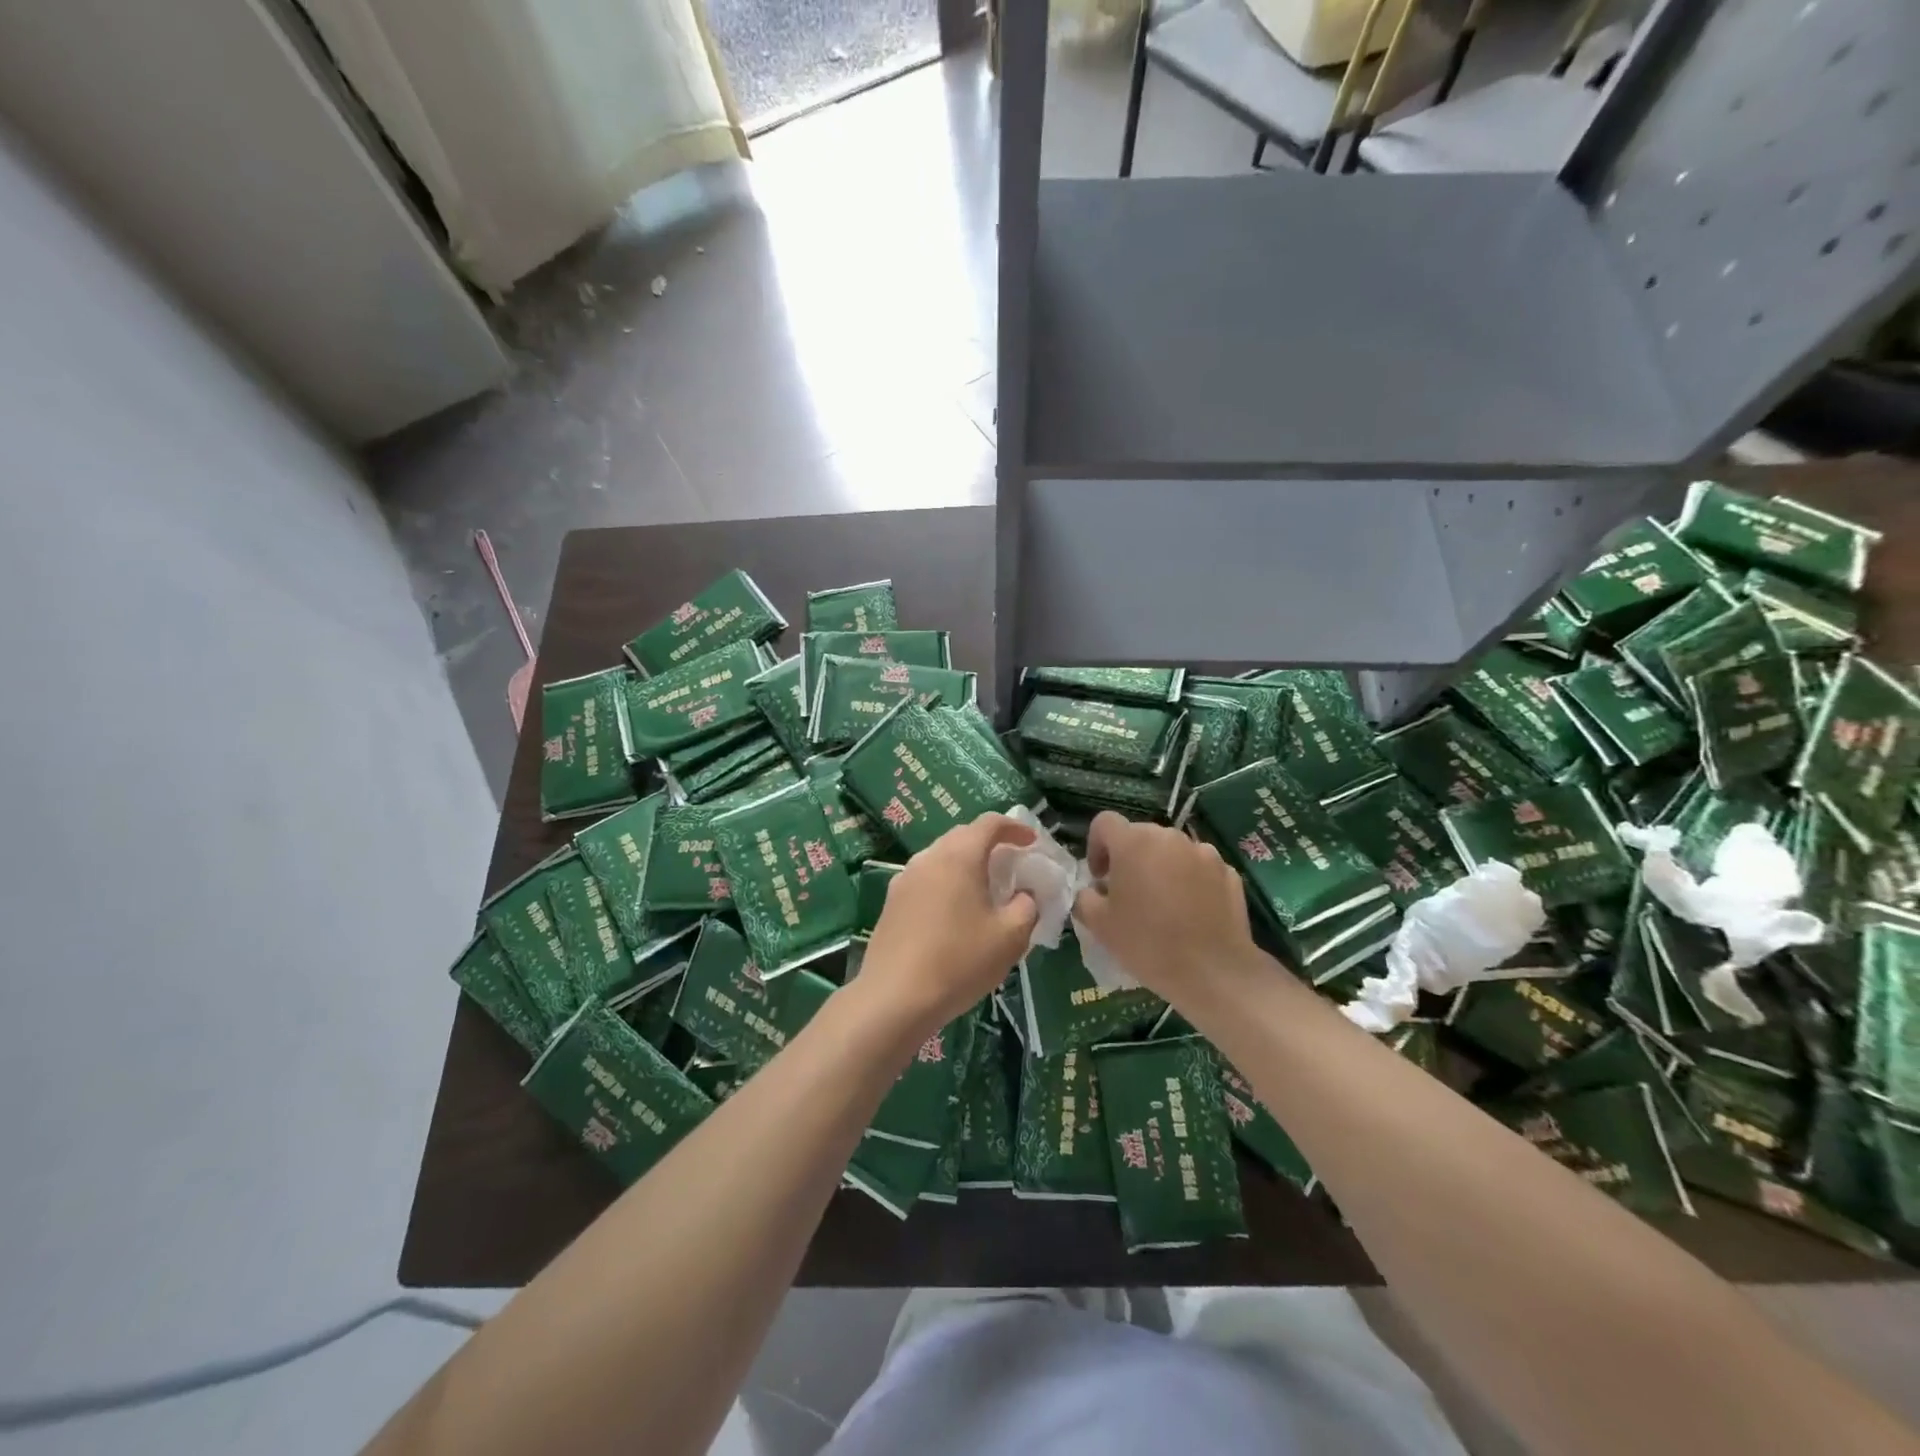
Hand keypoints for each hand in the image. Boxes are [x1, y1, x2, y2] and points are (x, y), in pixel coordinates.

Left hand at [859, 813, 1039, 1036]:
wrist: (894, 998)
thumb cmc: (959, 961)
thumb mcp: (1010, 937)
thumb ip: (1027, 906)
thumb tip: (1025, 894)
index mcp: (959, 856)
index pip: (989, 823)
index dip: (1015, 828)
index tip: (1032, 842)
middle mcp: (928, 857)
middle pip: (963, 836)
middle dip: (990, 844)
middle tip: (1012, 865)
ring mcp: (904, 879)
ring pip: (942, 857)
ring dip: (966, 864)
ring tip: (985, 889)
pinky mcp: (892, 902)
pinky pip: (926, 879)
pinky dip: (947, 882)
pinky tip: (956, 912)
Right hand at [1072, 811, 1258, 1008]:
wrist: (1213, 971)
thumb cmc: (1147, 944)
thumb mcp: (1099, 924)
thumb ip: (1085, 897)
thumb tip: (1095, 889)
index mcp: (1133, 842)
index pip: (1104, 823)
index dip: (1096, 846)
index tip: (1100, 878)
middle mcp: (1169, 837)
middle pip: (1140, 836)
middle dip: (1130, 858)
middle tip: (1128, 895)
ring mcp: (1203, 852)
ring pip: (1172, 851)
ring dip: (1161, 868)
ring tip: (1163, 905)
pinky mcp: (1228, 872)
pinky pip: (1199, 868)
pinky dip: (1190, 881)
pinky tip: (1191, 913)